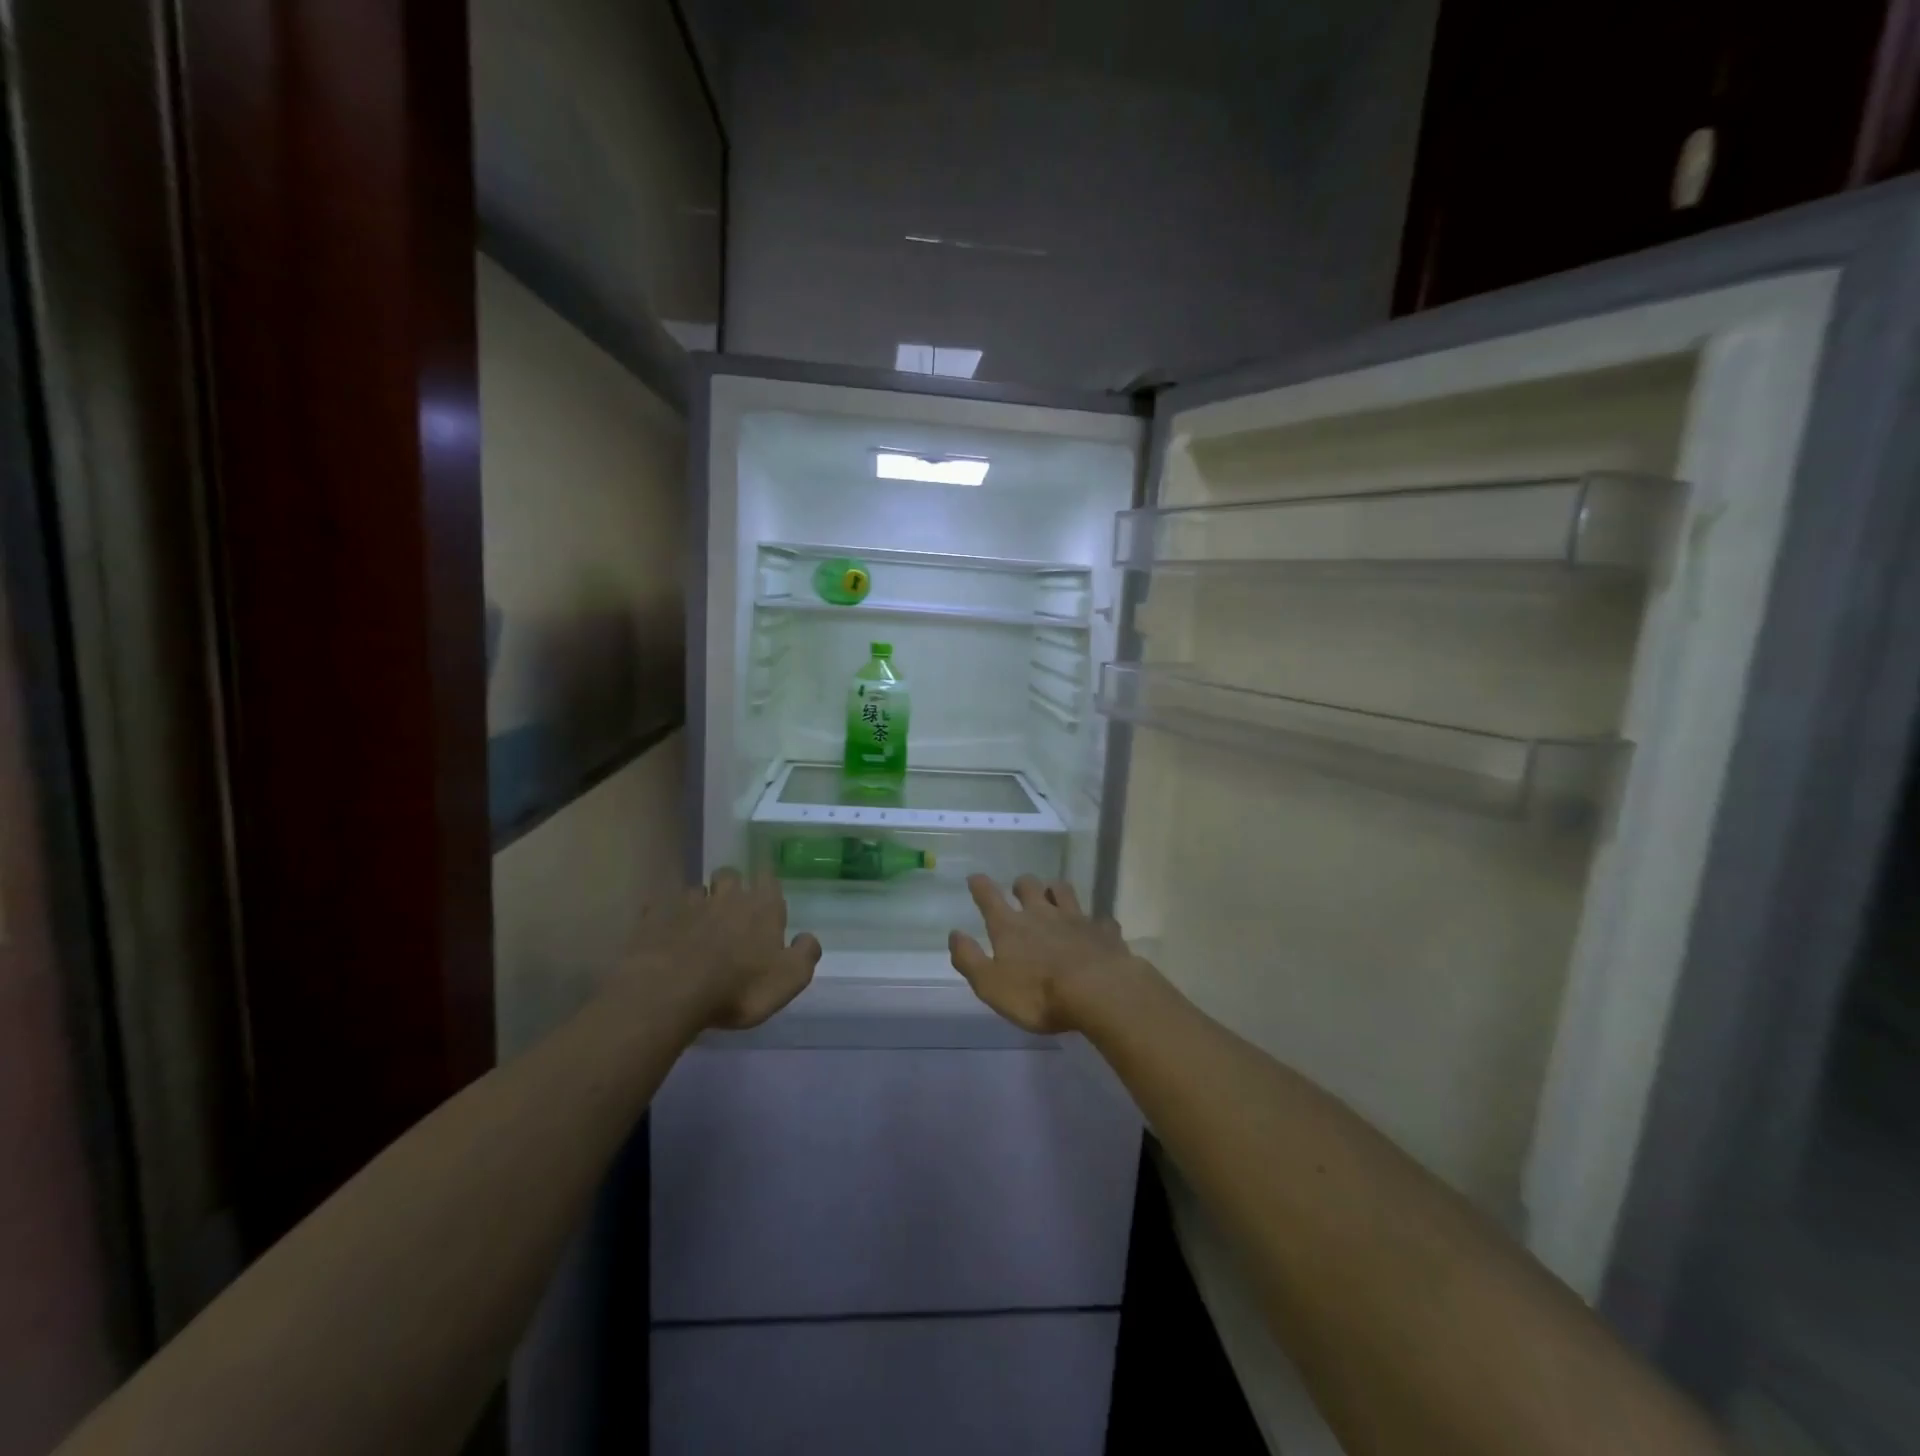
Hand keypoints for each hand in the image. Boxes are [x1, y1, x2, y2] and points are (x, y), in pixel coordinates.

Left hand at [632, 868, 821, 1029]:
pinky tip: (664, 931)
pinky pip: (660, 907)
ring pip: (696, 890)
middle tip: (730, 905)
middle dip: (731, 884)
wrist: (671, 992)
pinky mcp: (655, 918)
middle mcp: (727, 896)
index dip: (767, 882)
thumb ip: (805, 954)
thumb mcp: (789, 979)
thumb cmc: (739, 987)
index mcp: (763, 907)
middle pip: (730, 875)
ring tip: (696, 922)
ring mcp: (688, 904)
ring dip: (699, 901)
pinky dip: (664, 915)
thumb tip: (808, 938)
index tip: (765, 891)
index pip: (769, 879)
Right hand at [948, 874, 1140, 1033]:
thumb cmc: (1038, 994)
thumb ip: (970, 959)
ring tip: (1053, 895)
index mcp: (1011, 927)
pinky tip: (1095, 929)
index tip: (975, 877)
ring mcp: (1075, 918)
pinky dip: (1094, 922)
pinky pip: (1099, 919)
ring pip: (1063, 891)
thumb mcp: (991, 985)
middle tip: (1019, 890)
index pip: (989, 898)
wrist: (1098, 991)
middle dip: (1022, 885)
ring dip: (1055, 890)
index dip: (980, 886)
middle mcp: (1041, 914)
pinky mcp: (1103, 930)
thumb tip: (955, 934)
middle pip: (1029, 886)